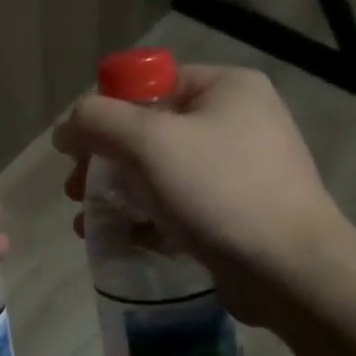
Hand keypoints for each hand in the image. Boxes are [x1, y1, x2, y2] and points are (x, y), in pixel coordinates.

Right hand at [52, 65, 344, 325]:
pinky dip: (145, 217)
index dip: (105, 113)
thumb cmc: (219, 191)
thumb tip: (66, 127)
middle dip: (104, 161)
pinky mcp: (236, 211)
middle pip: (148, 130)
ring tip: (87, 223)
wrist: (290, 271)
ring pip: (159, 171)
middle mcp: (236, 120)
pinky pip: (178, 203)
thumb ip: (97, 121)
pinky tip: (119, 238)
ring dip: (117, 193)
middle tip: (75, 191)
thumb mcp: (149, 142)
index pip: (147, 84)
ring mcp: (239, 168)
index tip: (76, 151)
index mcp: (225, 88)